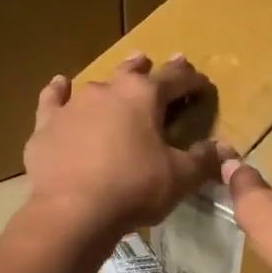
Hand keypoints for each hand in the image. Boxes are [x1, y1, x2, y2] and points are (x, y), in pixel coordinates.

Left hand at [23, 53, 221, 250]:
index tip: (200, 83)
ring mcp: (74, 105)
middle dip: (145, 68)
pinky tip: (59, 85)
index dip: (191, 80)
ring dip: (108, 83)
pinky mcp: (46, 125)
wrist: (73, 210)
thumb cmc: (134, 189)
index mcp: (145, 96)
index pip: (175, 79)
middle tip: (151, 62)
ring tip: (115, 81)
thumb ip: (203, 161)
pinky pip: (53, 100)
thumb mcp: (179, 178)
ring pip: (95, 84)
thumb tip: (224, 150)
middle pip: (132, 72)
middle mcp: (108, 90)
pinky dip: (57, 92)